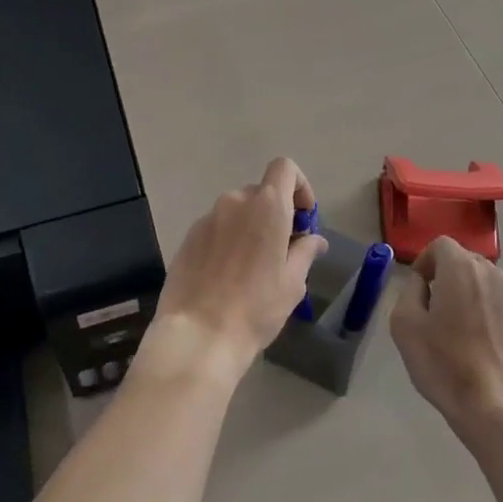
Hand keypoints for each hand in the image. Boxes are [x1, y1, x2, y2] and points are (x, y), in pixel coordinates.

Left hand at [141, 158, 326, 384]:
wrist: (199, 334)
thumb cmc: (256, 307)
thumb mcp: (292, 283)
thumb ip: (305, 252)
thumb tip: (314, 240)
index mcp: (267, 206)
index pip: (285, 168)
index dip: (299, 185)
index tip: (303, 217)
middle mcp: (235, 202)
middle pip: (261, 192)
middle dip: (275, 213)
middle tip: (282, 249)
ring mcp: (207, 218)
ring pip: (237, 212)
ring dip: (250, 227)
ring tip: (253, 267)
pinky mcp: (188, 237)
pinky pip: (216, 228)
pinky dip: (227, 240)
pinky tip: (226, 275)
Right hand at [390, 236, 502, 438]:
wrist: (498, 407)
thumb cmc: (445, 363)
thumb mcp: (405, 325)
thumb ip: (409, 292)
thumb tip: (422, 284)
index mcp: (461, 268)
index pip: (440, 244)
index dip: (424, 261)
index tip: (417, 289)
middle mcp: (491, 274)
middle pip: (463, 260)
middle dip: (445, 276)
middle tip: (431, 309)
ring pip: (481, 282)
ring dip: (464, 294)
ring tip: (453, 329)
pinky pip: (495, 305)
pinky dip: (482, 313)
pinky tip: (474, 346)